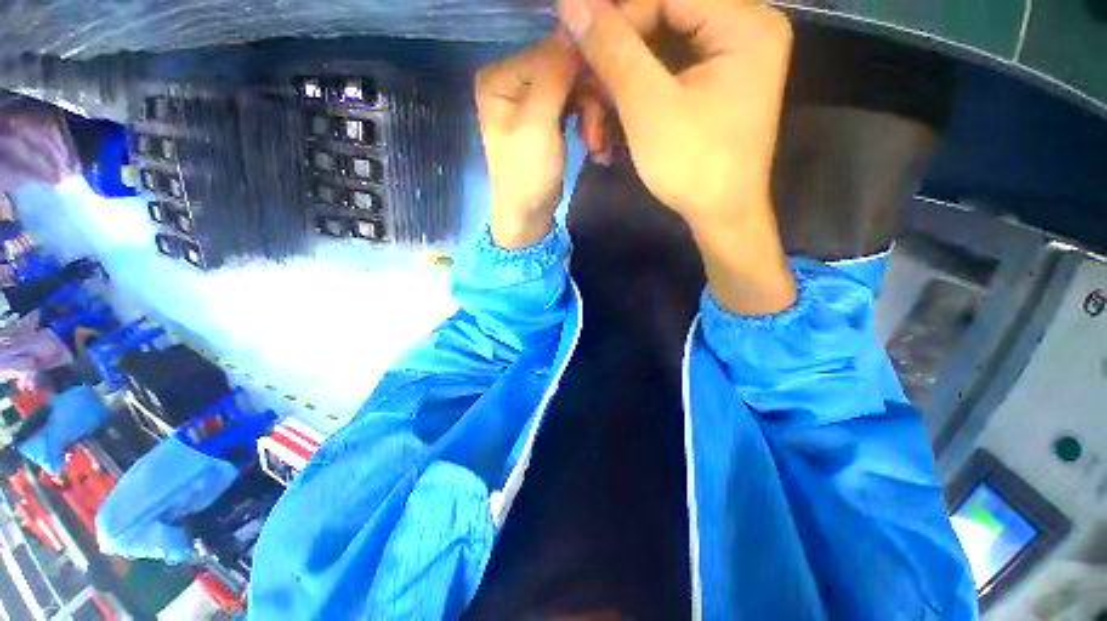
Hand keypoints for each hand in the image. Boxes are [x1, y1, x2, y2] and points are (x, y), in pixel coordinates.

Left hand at [476, 34, 580, 248]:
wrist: (528, 216)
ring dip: (593, 118)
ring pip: (576, 90)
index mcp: (501, 78)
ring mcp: (532, 102)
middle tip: (597, 135)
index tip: (604, 97)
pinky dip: (589, 125)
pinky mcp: (547, 119)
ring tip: (597, 146)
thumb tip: (574, 26)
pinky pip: (576, 108)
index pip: (551, 52)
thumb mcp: (538, 124)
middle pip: (566, 71)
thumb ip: (554, 74)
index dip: (582, 70)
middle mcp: (514, 82)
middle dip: (589, 103)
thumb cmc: (527, 175)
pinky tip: (595, 147)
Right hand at [559, 0, 796, 314]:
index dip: (616, 20)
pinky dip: (637, 102)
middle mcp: (743, 30)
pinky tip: (613, 130)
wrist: (721, 217)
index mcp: (743, 22)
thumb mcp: (648, 105)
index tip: (578, 51)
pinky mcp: (714, 88)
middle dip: (615, 67)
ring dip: (619, 92)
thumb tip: (572, 4)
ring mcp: (729, 61)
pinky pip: (667, 79)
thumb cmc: (692, 164)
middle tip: (584, 96)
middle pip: (661, 24)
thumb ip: (613, 48)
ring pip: (659, 56)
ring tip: (595, 130)